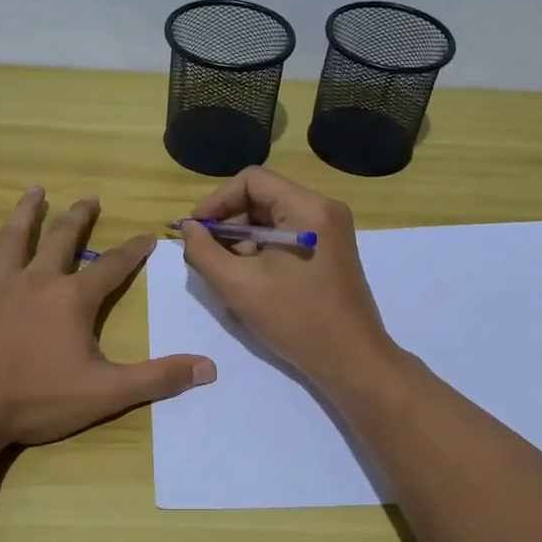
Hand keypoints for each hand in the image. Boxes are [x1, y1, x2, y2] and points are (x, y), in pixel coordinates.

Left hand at [0, 187, 216, 450]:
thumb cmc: (37, 400)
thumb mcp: (106, 393)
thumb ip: (157, 379)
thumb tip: (209, 368)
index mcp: (73, 299)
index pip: (112, 266)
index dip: (133, 250)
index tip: (148, 236)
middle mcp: (38, 281)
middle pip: (63, 239)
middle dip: (79, 217)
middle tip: (89, 197)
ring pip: (15, 238)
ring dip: (28, 213)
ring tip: (35, 191)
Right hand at [178, 167, 397, 391]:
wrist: (351, 361)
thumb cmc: (296, 320)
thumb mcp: (238, 286)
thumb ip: (204, 251)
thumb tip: (190, 228)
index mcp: (308, 208)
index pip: (251, 180)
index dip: (217, 201)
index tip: (196, 230)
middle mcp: (324, 209)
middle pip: (262, 197)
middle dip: (230, 223)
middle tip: (209, 255)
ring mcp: (331, 229)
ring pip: (272, 218)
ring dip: (244, 239)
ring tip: (229, 273)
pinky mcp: (331, 250)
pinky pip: (287, 235)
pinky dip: (263, 250)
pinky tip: (251, 280)